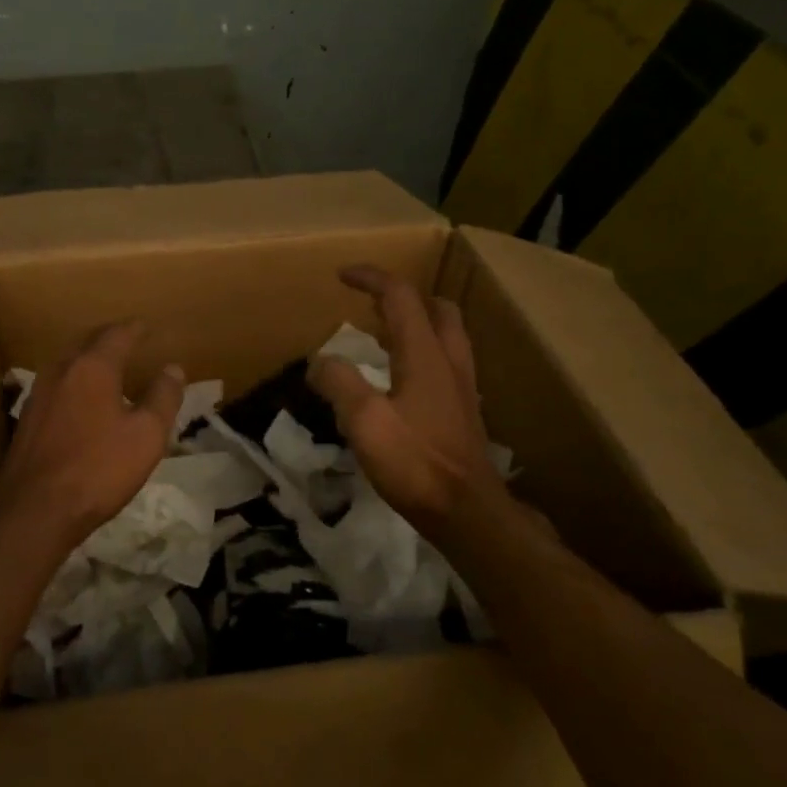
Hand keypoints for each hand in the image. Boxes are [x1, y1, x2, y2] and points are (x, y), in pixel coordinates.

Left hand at [0, 322, 185, 545]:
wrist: (35, 509)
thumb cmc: (98, 469)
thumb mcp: (146, 436)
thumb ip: (163, 398)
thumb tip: (173, 369)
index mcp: (93, 367)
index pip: (118, 334)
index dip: (136, 329)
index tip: (148, 327)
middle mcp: (62, 370)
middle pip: (88, 342)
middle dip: (110, 338)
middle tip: (129, 340)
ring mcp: (39, 393)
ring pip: (68, 362)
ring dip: (89, 358)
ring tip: (108, 367)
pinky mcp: (27, 417)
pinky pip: (57, 385)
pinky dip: (75, 381)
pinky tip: (82, 399)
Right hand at [308, 266, 508, 540]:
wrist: (467, 511)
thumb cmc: (415, 463)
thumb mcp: (364, 421)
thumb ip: (339, 383)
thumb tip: (320, 362)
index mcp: (425, 354)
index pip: (400, 297)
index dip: (371, 278)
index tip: (342, 275)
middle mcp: (449, 361)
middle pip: (436, 308)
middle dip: (402, 296)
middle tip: (370, 304)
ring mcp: (461, 386)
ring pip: (446, 334)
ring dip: (417, 321)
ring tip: (383, 333)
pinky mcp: (463, 409)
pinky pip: (445, 361)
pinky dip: (422, 350)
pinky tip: (402, 377)